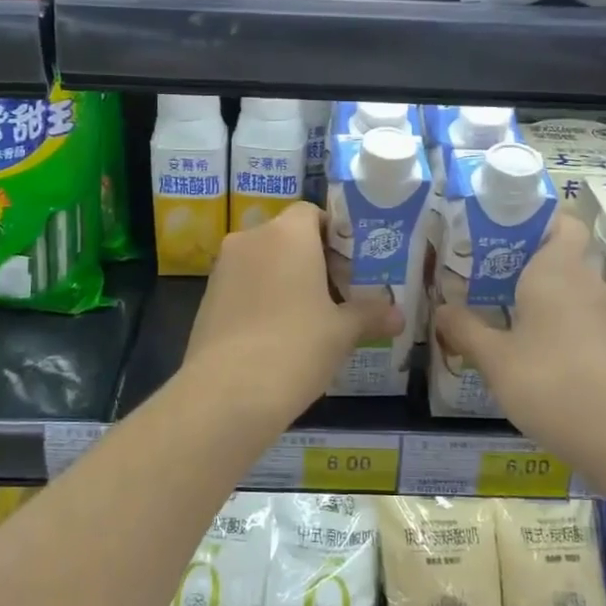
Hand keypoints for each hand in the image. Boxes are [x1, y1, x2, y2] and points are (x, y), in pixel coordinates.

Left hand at [182, 201, 400, 426]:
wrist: (226, 392)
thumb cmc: (295, 347)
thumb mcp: (342, 332)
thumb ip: (370, 314)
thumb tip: (399, 315)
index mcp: (287, 234)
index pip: (311, 213)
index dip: (334, 235)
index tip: (351, 268)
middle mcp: (250, 240)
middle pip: (287, 238)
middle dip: (312, 261)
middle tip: (338, 297)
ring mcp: (223, 269)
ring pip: (262, 263)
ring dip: (285, 282)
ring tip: (310, 320)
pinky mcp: (206, 299)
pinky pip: (243, 287)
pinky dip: (261, 300)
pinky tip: (278, 337)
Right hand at [433, 212, 605, 457]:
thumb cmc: (552, 383)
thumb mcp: (495, 359)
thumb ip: (465, 329)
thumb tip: (442, 308)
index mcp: (558, 270)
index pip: (561, 222)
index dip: (534, 221)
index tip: (498, 234)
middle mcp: (587, 284)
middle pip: (558, 258)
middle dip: (521, 266)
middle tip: (480, 279)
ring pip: (568, 293)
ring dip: (537, 300)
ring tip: (496, 316)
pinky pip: (580, 322)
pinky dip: (555, 328)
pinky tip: (528, 355)